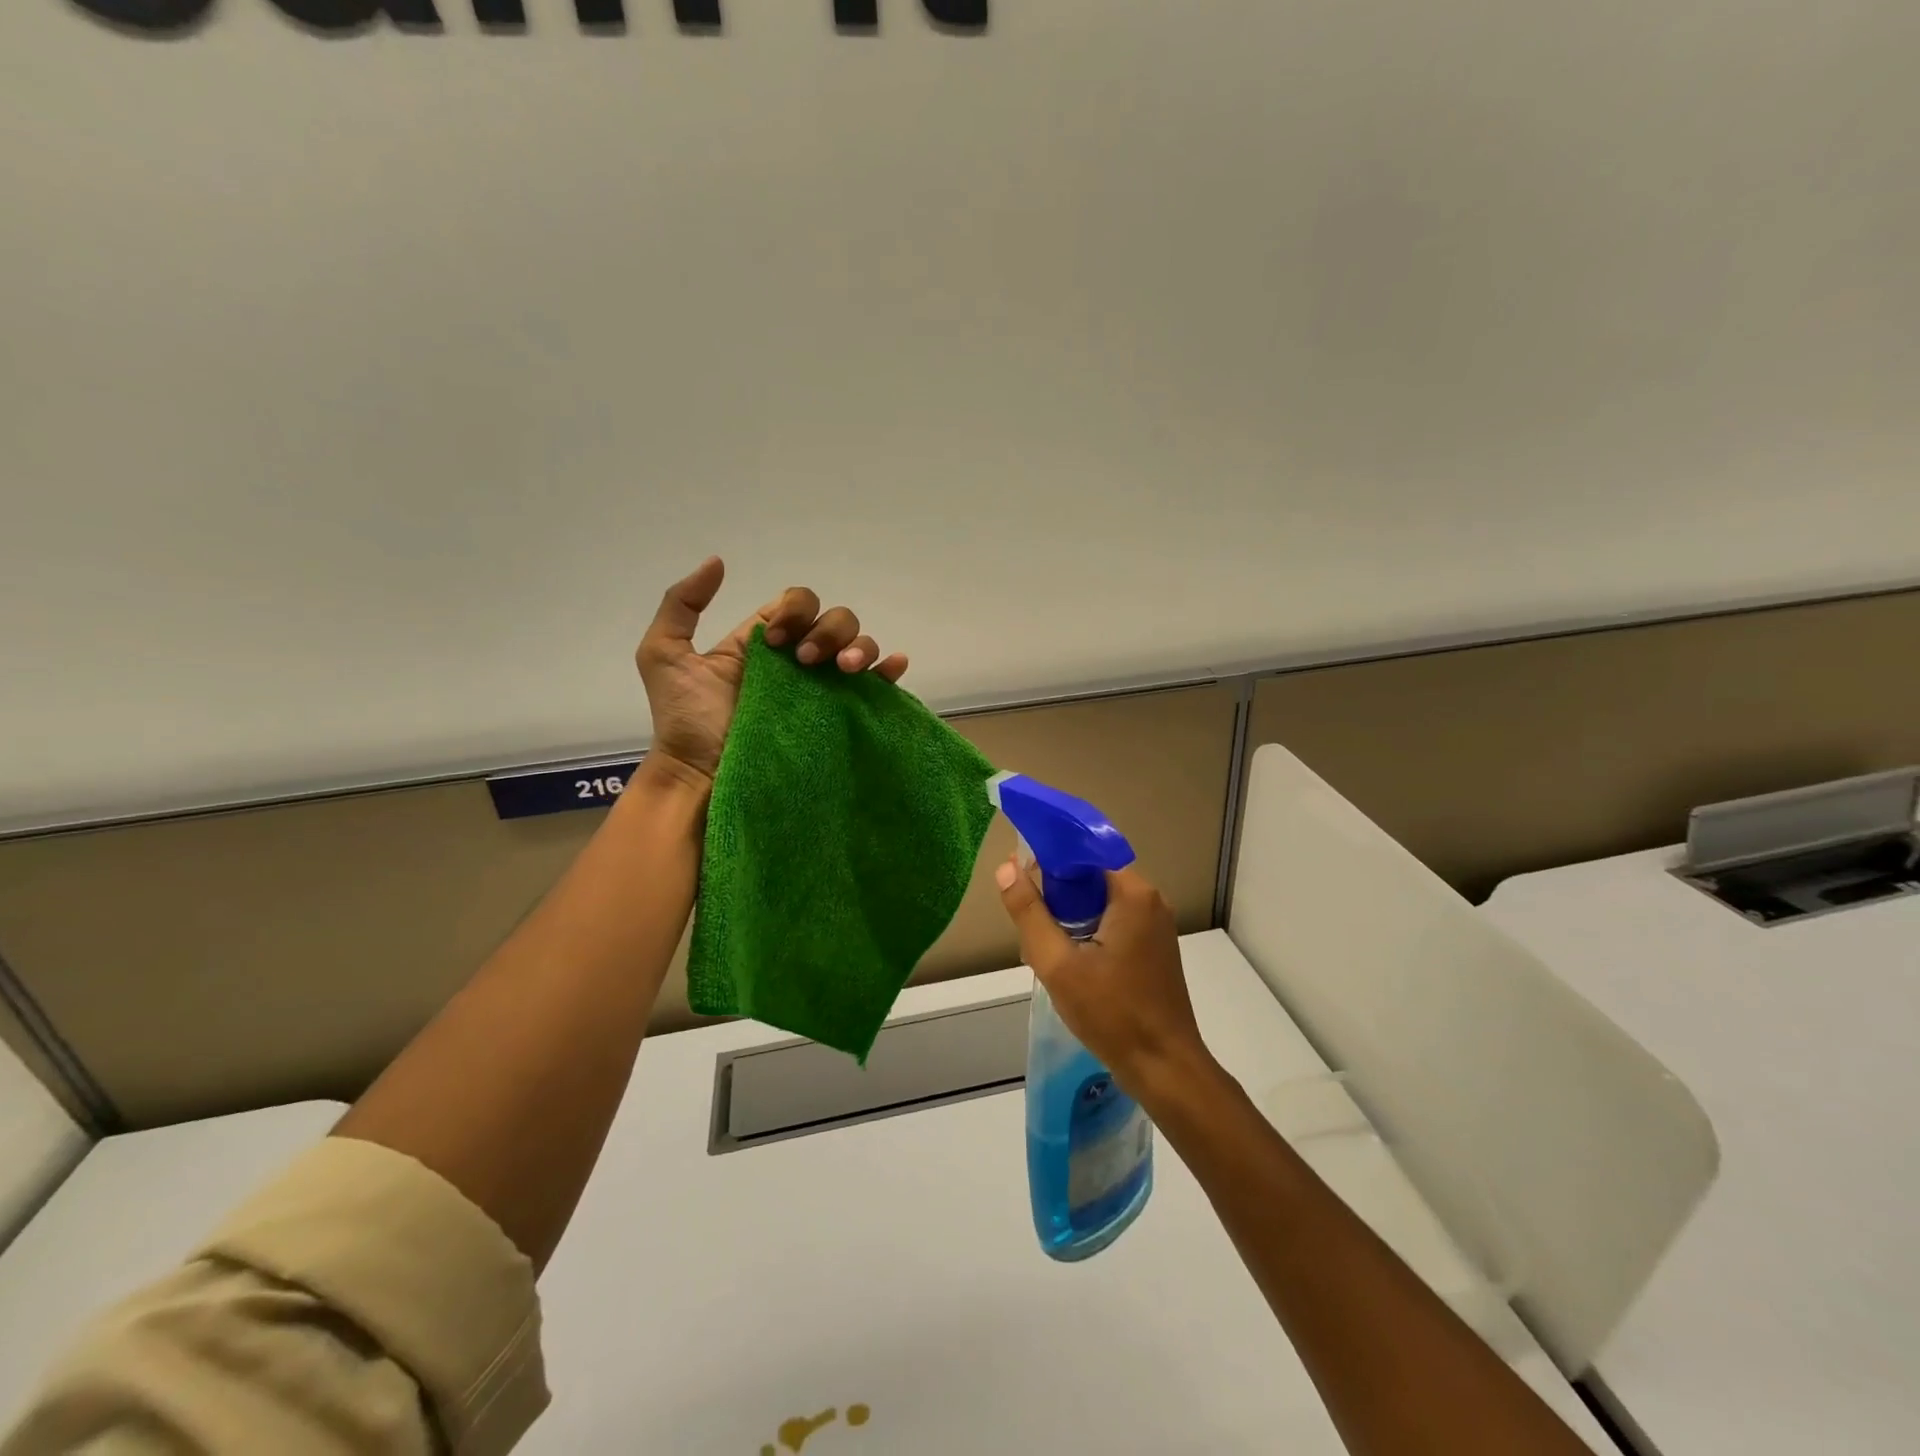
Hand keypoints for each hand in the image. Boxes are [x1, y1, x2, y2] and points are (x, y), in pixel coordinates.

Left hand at [636, 557, 908, 786]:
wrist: (702, 777)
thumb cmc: (686, 720)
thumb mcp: (664, 654)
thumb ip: (681, 604)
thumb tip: (718, 562)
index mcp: (766, 643)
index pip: (798, 603)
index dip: (794, 611)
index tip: (774, 643)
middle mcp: (800, 661)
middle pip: (835, 619)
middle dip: (828, 631)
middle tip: (806, 662)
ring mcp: (823, 689)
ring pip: (860, 646)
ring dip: (859, 646)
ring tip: (843, 670)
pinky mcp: (840, 717)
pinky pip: (876, 687)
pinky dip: (890, 670)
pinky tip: (891, 666)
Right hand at [994, 860, 1214, 1097]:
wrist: (1165, 1068)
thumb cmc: (1112, 1013)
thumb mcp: (1058, 964)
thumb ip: (1029, 912)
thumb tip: (1006, 868)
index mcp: (1133, 894)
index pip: (1084, 852)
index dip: (1049, 856)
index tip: (1018, 871)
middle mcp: (1150, 900)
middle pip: (1091, 877)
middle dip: (1056, 894)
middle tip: (1028, 922)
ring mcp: (1155, 926)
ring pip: (1100, 902)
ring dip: (1069, 917)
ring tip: (1044, 948)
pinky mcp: (1154, 948)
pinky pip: (1113, 922)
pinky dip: (1087, 932)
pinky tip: (1068, 963)